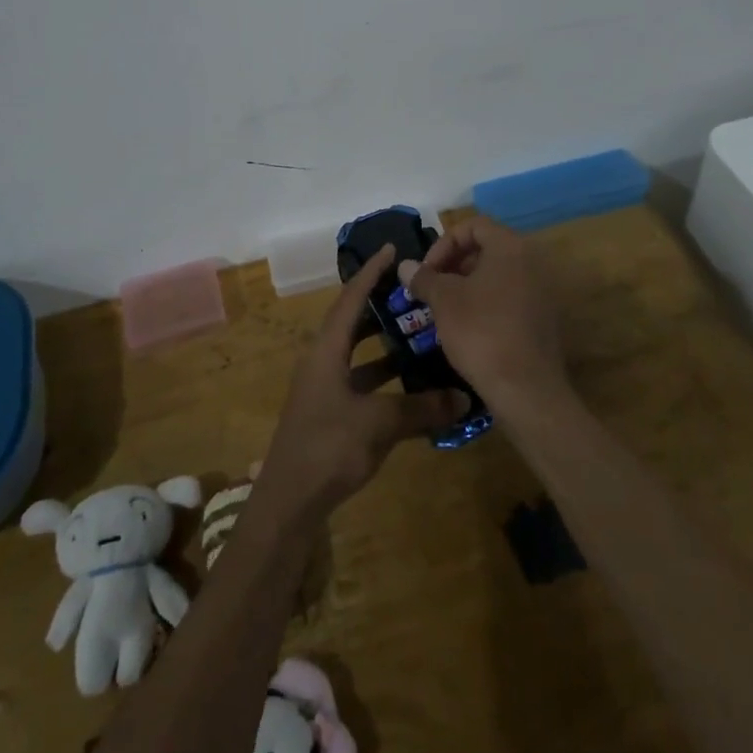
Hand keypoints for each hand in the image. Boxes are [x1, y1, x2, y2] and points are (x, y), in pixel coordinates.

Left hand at [256, 245, 469, 522]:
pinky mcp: (329, 413)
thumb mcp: (379, 423)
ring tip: (418, 333)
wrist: (289, 502)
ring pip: (357, 354)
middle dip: (379, 305)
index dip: (371, 273)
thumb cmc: (329, 447)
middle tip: (412, 292)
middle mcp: (322, 362)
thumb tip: (463, 397)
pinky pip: (360, 381)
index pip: (350, 300)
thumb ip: (422, 408)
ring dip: (384, 344)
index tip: (391, 250)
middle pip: (352, 322)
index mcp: (326, 351)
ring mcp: (323, 389)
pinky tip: (409, 386)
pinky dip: (383, 378)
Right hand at [401, 217, 567, 411]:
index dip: (444, 243)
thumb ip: (424, 278)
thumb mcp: (444, 301)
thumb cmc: (481, 332)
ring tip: (444, 309)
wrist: (526, 389)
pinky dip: (485, 303)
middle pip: (486, 248)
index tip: (427, 270)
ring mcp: (540, 291)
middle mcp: (531, 262)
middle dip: (453, 264)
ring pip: (497, 274)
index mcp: (510, 247)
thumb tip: (405, 266)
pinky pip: (509, 297)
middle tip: (432, 288)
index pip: (473, 225)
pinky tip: (467, 328)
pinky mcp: (542, 319)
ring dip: (467, 285)